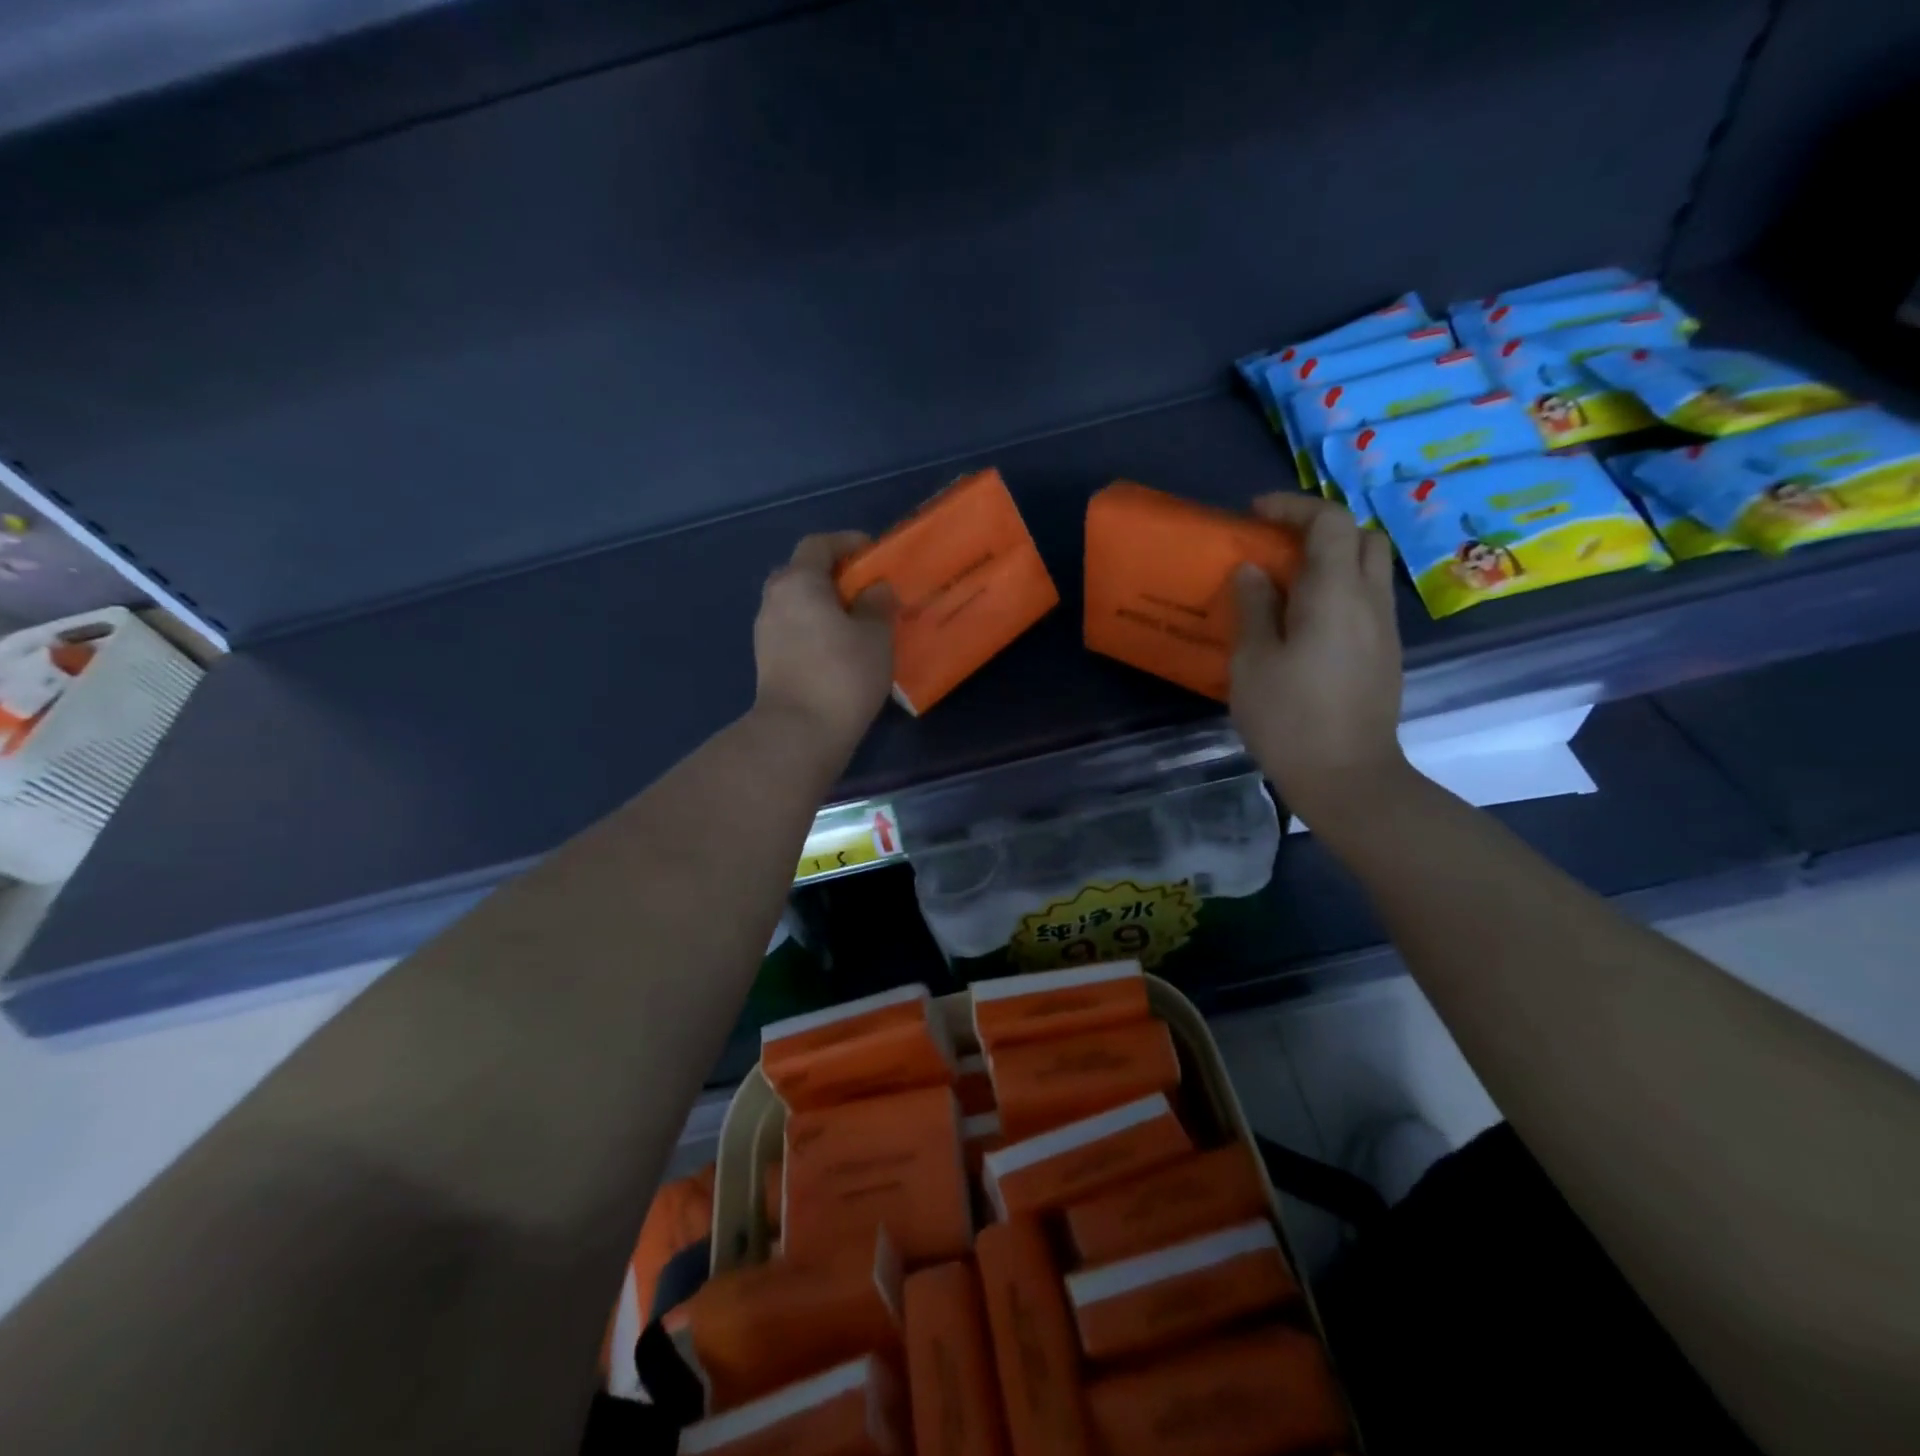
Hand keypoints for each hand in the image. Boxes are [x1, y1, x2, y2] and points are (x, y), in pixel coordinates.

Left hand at [754, 531, 894, 760]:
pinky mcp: (767, 660)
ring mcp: (766, 632)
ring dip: (823, 605)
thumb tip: (875, 589)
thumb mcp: (876, 635)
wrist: (800, 731)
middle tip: (864, 589)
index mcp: (799, 582)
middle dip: (832, 575)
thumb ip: (877, 604)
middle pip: (802, 573)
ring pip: (797, 604)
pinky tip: (839, 648)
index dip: (846, 542)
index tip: (872, 552)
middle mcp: (775, 599)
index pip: (819, 545)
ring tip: (856, 621)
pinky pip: (794, 629)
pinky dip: (815, 628)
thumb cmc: (842, 674)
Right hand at [1230, 493, 1409, 828]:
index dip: (1292, 507)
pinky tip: (1305, 623)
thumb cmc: (1290, 718)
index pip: (1329, 522)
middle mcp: (1370, 600)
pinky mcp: (1385, 655)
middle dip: (1320, 528)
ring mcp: (1384, 629)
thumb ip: (1254, 607)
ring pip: (1368, 569)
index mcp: (1335, 593)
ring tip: (1287, 583)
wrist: (1348, 777)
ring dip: (1332, 560)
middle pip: (1361, 537)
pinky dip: (1338, 591)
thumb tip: (1253, 570)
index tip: (1254, 514)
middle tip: (1277, 545)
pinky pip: (1366, 601)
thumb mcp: (1253, 661)